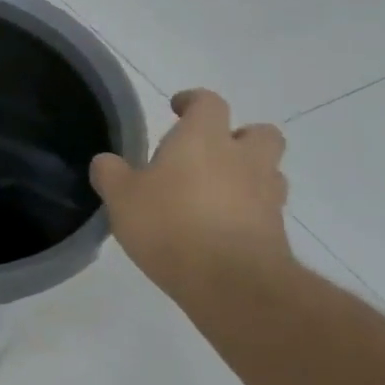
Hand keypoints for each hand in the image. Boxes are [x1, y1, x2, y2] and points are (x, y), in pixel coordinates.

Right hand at [90, 89, 292, 304]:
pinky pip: (266, 208)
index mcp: (203, 139)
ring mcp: (266, 195)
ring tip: (215, 193)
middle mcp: (242, 158)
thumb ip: (110, 173)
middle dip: (238, 137)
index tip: (177, 109)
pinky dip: (249, 210)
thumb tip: (106, 161)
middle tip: (209, 154)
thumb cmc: (169, 225)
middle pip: (259, 132)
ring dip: (248, 174)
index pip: (208, 103)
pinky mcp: (277, 230)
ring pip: (268, 171)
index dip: (193, 102)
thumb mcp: (121, 197)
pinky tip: (221, 227)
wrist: (232, 282)